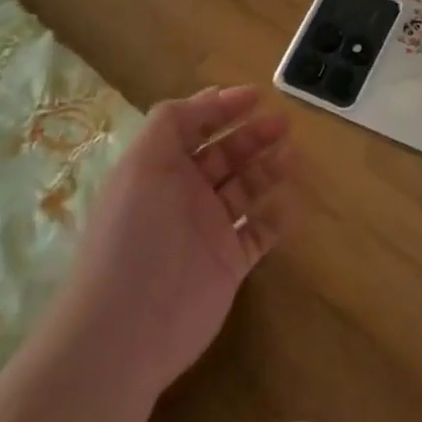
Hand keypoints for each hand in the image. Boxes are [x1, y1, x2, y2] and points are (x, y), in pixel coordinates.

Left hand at [63, 85, 297, 397]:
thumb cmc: (137, 231)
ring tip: (294, 155)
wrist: (128, 326)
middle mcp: (183, 194)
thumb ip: (171, 122)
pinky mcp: (228, 264)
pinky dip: (275, 219)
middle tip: (284, 123)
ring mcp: (207, 230)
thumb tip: (207, 98)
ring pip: (244, 190)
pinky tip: (291, 204)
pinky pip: (257, 234)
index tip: (257, 95)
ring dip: (268, 169)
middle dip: (252, 135)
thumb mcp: (144, 161)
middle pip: (224, 155)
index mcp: (159, 168)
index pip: (192, 128)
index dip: (221, 109)